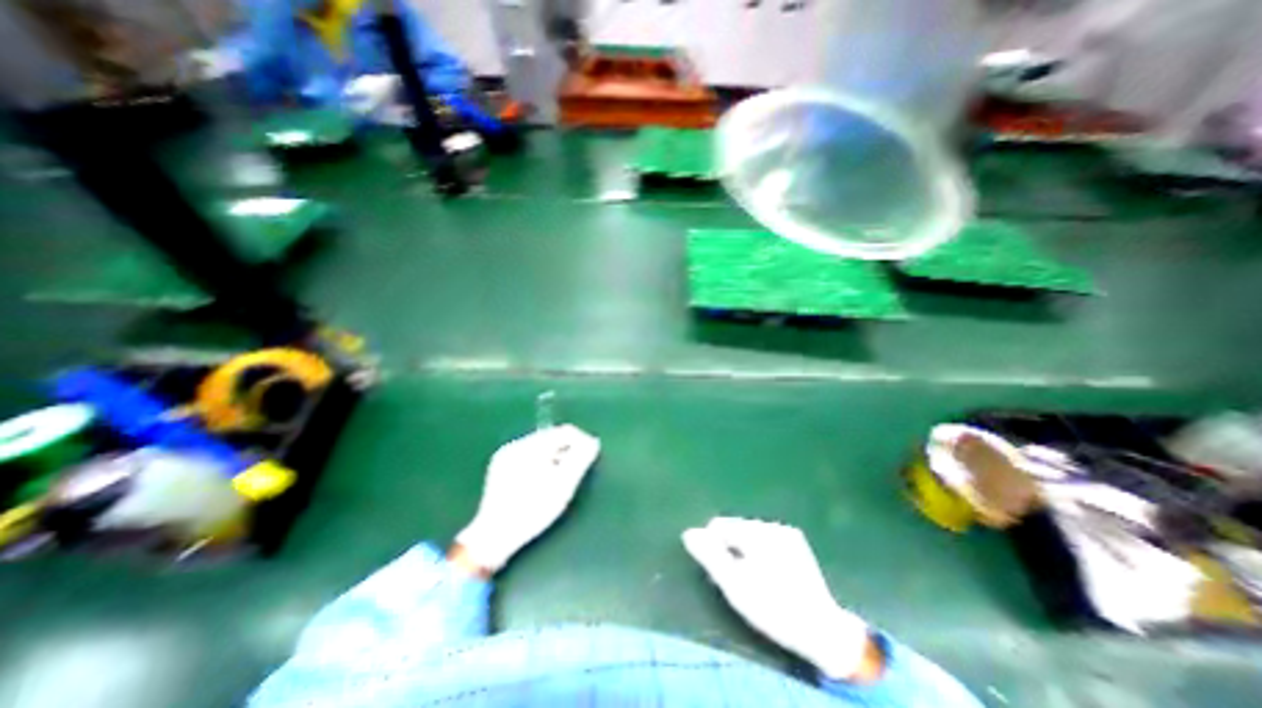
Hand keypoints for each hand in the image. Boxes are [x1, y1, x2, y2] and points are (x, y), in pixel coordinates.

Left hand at [453, 423, 601, 572]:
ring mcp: (506, 455)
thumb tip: (593, 441)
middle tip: (575, 470)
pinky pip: (528, 455)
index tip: (590, 457)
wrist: (493, 537)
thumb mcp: (562, 487)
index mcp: (531, 447)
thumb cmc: (533, 511)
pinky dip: (541, 462)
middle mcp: (516, 445)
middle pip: (551, 437)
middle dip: (567, 449)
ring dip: (555, 456)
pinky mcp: (500, 466)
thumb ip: (580, 460)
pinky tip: (543, 480)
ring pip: (540, 446)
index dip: (581, 441)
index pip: (564, 431)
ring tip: (560, 477)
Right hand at [687, 518, 873, 676]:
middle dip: (730, 549)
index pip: (719, 525)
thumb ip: (710, 556)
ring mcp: (786, 532)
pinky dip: (760, 551)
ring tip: (754, 579)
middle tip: (739, 579)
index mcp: (756, 533)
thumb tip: (689, 533)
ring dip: (745, 550)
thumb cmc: (773, 609)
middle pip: (735, 528)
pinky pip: (766, 539)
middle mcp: (771, 525)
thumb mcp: (735, 587)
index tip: (723, 574)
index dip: (714, 548)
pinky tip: (769, 574)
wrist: (822, 631)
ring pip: (750, 533)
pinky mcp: (796, 542)